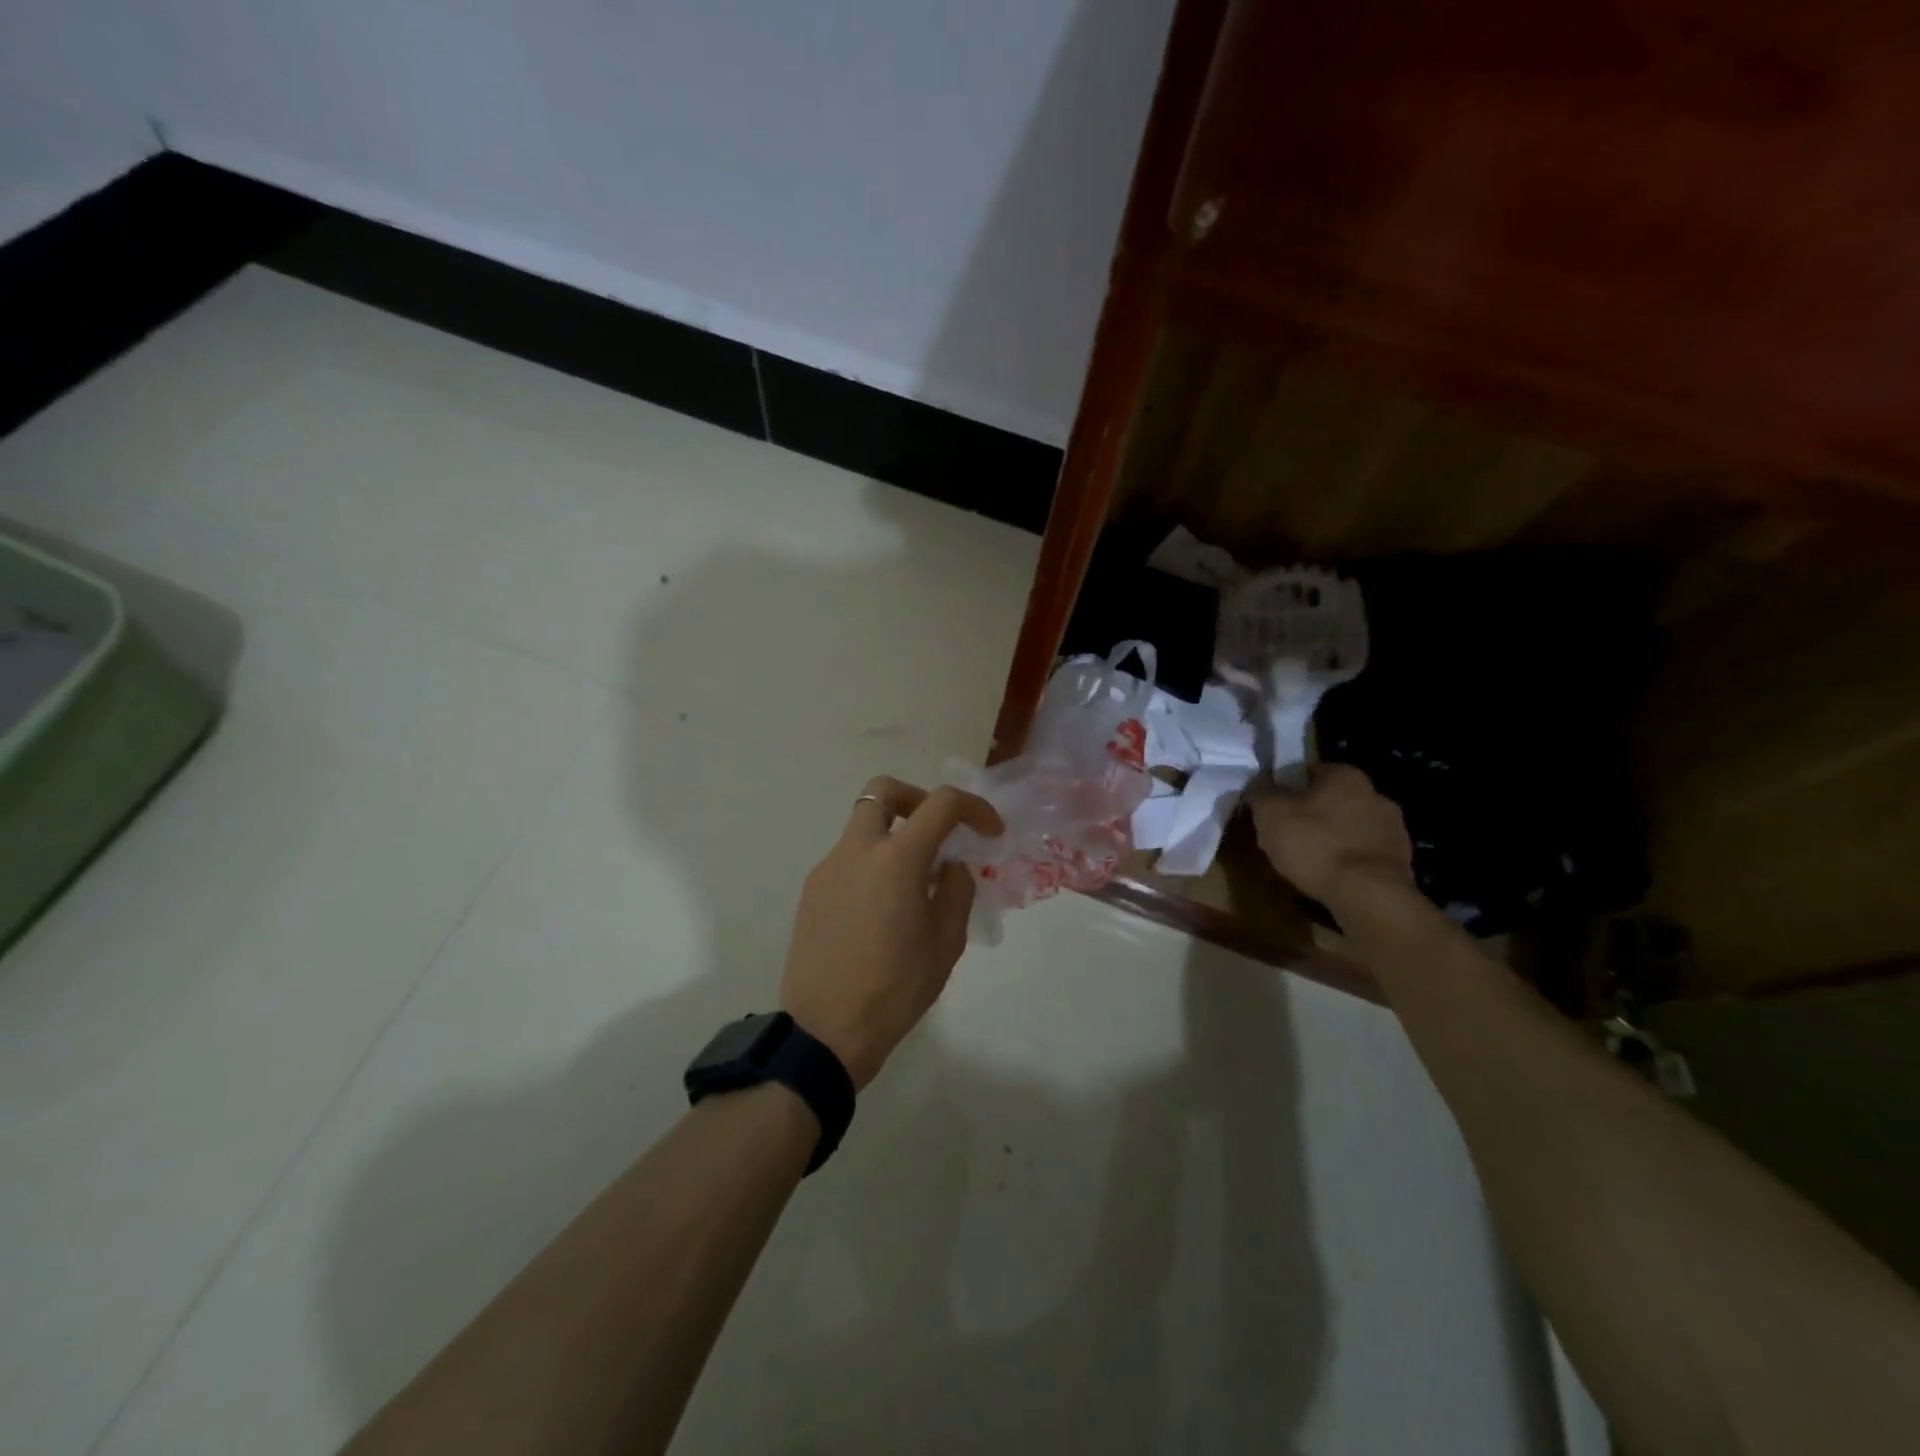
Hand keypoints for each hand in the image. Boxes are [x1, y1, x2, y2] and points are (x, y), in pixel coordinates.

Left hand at [780, 776, 1003, 1090]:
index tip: (989, 832)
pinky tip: (882, 910)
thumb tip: (949, 865)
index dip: (974, 808)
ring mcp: (827, 868)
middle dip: (916, 799)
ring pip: (862, 826)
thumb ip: (956, 890)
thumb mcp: (946, 943)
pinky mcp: (811, 892)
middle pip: (882, 790)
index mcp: (896, 859)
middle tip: (937, 831)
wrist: (826, 1031)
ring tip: (914, 883)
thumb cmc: (896, 989)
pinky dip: (872, 864)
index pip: (941, 804)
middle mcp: (857, 850)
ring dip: (893, 835)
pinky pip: (847, 859)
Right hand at [1250, 763, 1413, 909]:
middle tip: (1285, 839)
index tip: (1272, 812)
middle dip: (1309, 816)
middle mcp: (1374, 793)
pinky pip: (1363, 852)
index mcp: (1344, 775)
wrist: (1369, 895)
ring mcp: (1393, 827)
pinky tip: (1330, 877)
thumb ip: (1262, 791)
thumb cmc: (1314, 845)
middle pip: (1329, 800)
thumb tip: (1262, 782)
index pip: (1307, 772)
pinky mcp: (1401, 858)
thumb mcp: (1270, 814)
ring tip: (1307, 863)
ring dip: (1330, 839)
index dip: (1285, 790)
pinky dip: (1347, 860)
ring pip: (1348, 827)